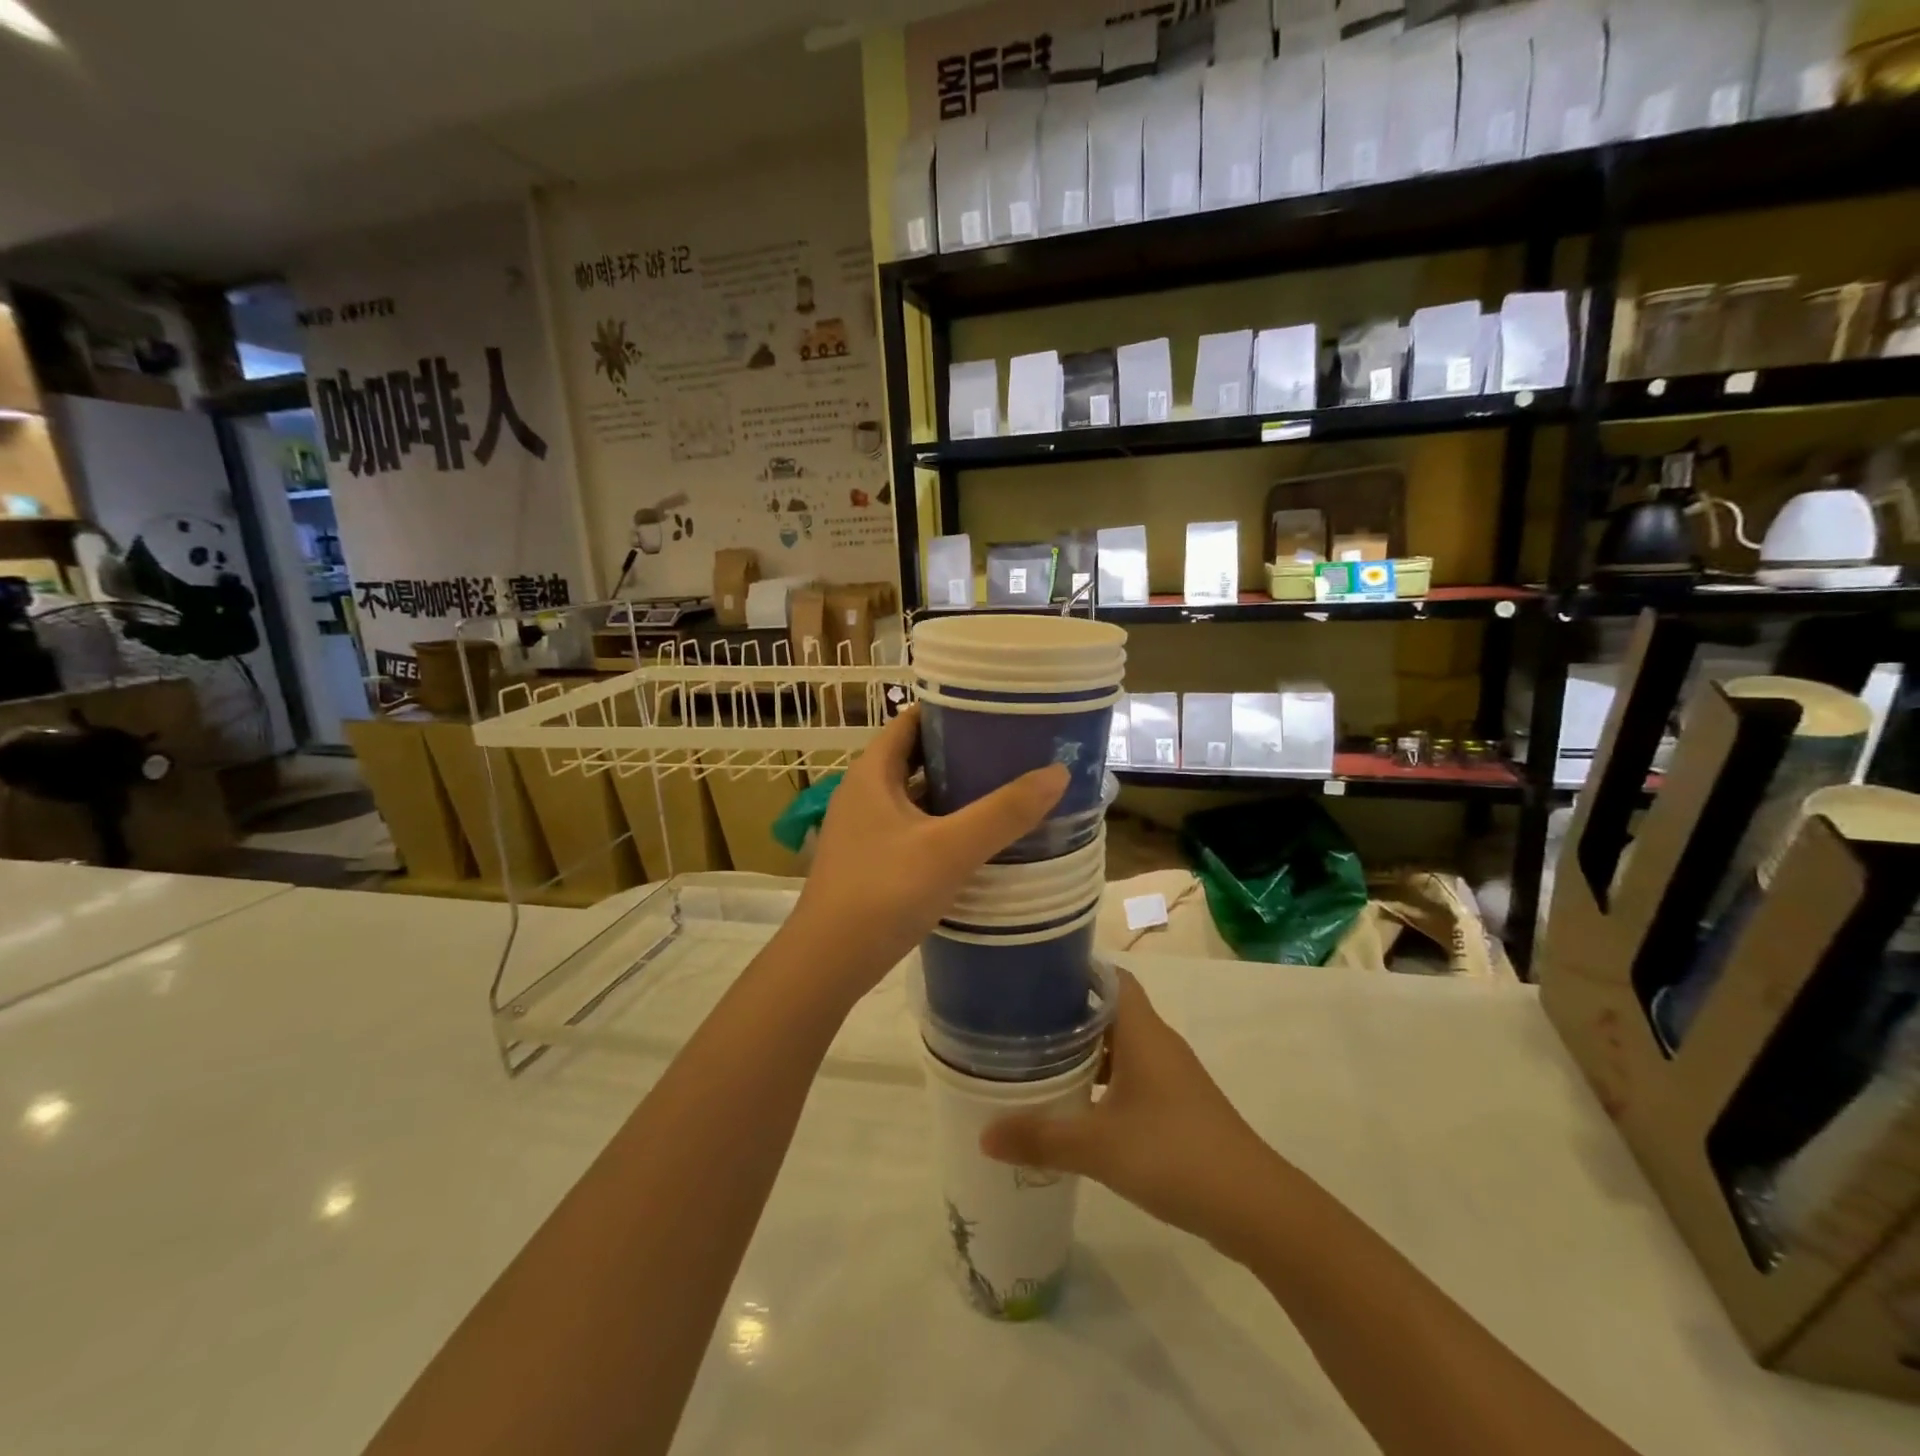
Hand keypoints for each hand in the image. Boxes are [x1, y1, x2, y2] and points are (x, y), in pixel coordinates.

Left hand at [789, 705, 1066, 996]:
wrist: (827, 964)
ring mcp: (865, 830)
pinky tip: (977, 838)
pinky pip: (914, 828)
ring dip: (954, 791)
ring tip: (1005, 788)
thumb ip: (1004, 812)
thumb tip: (1057, 772)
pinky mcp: (872, 862)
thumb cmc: (883, 892)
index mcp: (872, 773)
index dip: (950, 708)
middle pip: (916, 756)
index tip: (996, 708)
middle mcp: (864, 793)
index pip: (911, 720)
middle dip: (961, 751)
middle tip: (1012, 749)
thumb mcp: (950, 849)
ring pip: (916, 796)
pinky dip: (944, 824)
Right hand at [980, 972, 1273, 1247]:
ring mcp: (1171, 1075)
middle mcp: (1158, 1043)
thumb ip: (1040, 1138)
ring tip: (1039, 1062)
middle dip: (1068, 1013)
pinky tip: (1078, 1106)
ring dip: (1086, 1051)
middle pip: (1110, 1010)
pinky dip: (1103, 1081)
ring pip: (1121, 1046)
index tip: (1033, 977)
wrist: (1255, 1206)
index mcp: (1142, 1031)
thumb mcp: (1099, 1146)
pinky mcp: (1177, 1105)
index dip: (1075, 971)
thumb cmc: (1174, 1154)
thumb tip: (983, 1135)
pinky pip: (1132, 1076)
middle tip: (1022, 1022)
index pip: (1109, 976)